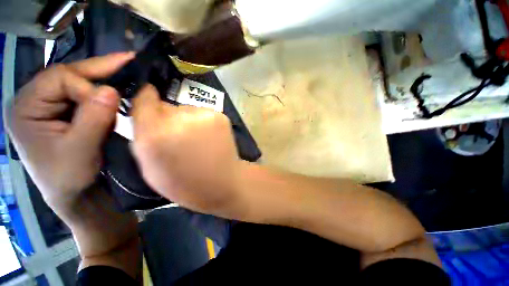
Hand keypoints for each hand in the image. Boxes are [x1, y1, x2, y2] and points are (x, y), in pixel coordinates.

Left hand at [7, 53, 134, 219]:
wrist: (76, 196)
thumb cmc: (70, 180)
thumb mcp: (79, 152)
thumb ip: (92, 119)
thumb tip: (110, 90)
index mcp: (25, 109)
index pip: (58, 79)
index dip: (86, 87)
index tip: (111, 102)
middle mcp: (34, 102)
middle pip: (67, 76)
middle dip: (99, 69)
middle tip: (129, 59)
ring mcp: (50, 107)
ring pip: (77, 84)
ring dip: (103, 79)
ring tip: (127, 69)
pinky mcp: (65, 115)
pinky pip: (84, 97)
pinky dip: (103, 92)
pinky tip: (118, 88)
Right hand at [131, 85, 245, 217]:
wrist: (223, 183)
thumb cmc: (185, 183)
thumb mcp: (150, 167)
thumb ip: (144, 137)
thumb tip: (147, 114)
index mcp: (156, 134)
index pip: (144, 99)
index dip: (145, 99)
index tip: (147, 100)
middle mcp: (179, 119)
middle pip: (167, 106)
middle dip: (167, 118)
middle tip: (177, 135)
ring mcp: (203, 115)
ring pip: (186, 110)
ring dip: (187, 120)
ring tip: (197, 139)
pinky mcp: (221, 116)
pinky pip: (204, 114)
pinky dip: (203, 122)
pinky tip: (210, 137)